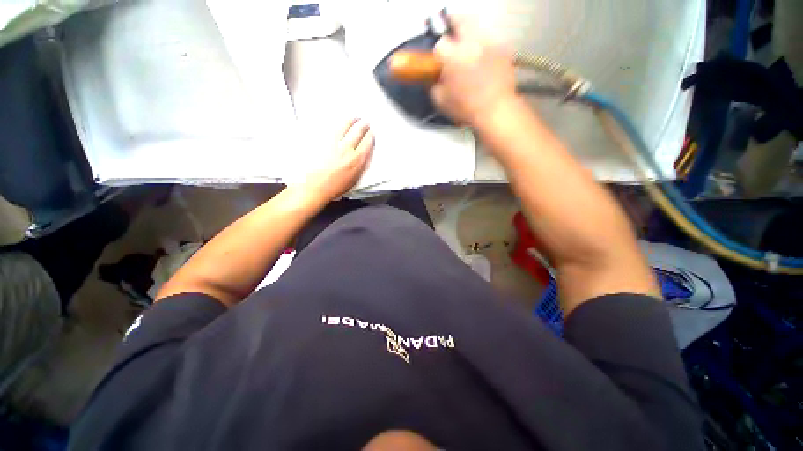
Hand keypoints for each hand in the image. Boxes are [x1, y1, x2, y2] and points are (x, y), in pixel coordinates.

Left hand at [305, 118, 374, 200]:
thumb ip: (360, 166)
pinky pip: (331, 128)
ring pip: (345, 126)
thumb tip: (363, 156)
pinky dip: (337, 124)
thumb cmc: (334, 187)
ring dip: (351, 120)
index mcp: (357, 160)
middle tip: (364, 122)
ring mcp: (333, 142)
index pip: (367, 142)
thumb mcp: (354, 179)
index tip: (371, 132)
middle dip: (363, 125)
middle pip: (357, 131)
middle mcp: (347, 148)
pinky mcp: (321, 140)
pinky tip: (338, 121)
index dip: (371, 135)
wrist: (314, 187)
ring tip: (353, 117)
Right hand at [431, 18, 519, 126]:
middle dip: (453, 25)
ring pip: (477, 24)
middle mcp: (471, 43)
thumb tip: (432, 78)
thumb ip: (433, 86)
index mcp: (453, 57)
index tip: (439, 61)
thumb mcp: (441, 101)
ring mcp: (490, 43)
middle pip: (460, 19)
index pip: (440, 44)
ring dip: (470, 31)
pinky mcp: (503, 48)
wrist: (494, 111)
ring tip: (467, 45)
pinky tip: (483, 56)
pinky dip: (485, 43)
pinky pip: (492, 38)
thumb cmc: (466, 108)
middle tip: (451, 34)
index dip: (438, 53)